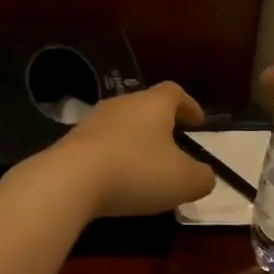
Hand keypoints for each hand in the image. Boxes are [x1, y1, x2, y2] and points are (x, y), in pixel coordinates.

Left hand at [29, 81, 214, 218]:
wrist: (69, 180)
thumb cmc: (136, 171)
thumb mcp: (184, 181)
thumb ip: (202, 177)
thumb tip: (204, 175)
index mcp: (152, 104)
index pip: (174, 92)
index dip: (189, 105)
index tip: (198, 122)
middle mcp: (121, 104)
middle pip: (145, 106)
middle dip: (160, 124)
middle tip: (172, 145)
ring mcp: (91, 121)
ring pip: (120, 126)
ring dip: (134, 142)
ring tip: (144, 167)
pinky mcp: (70, 142)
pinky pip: (99, 146)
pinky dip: (112, 158)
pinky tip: (115, 180)